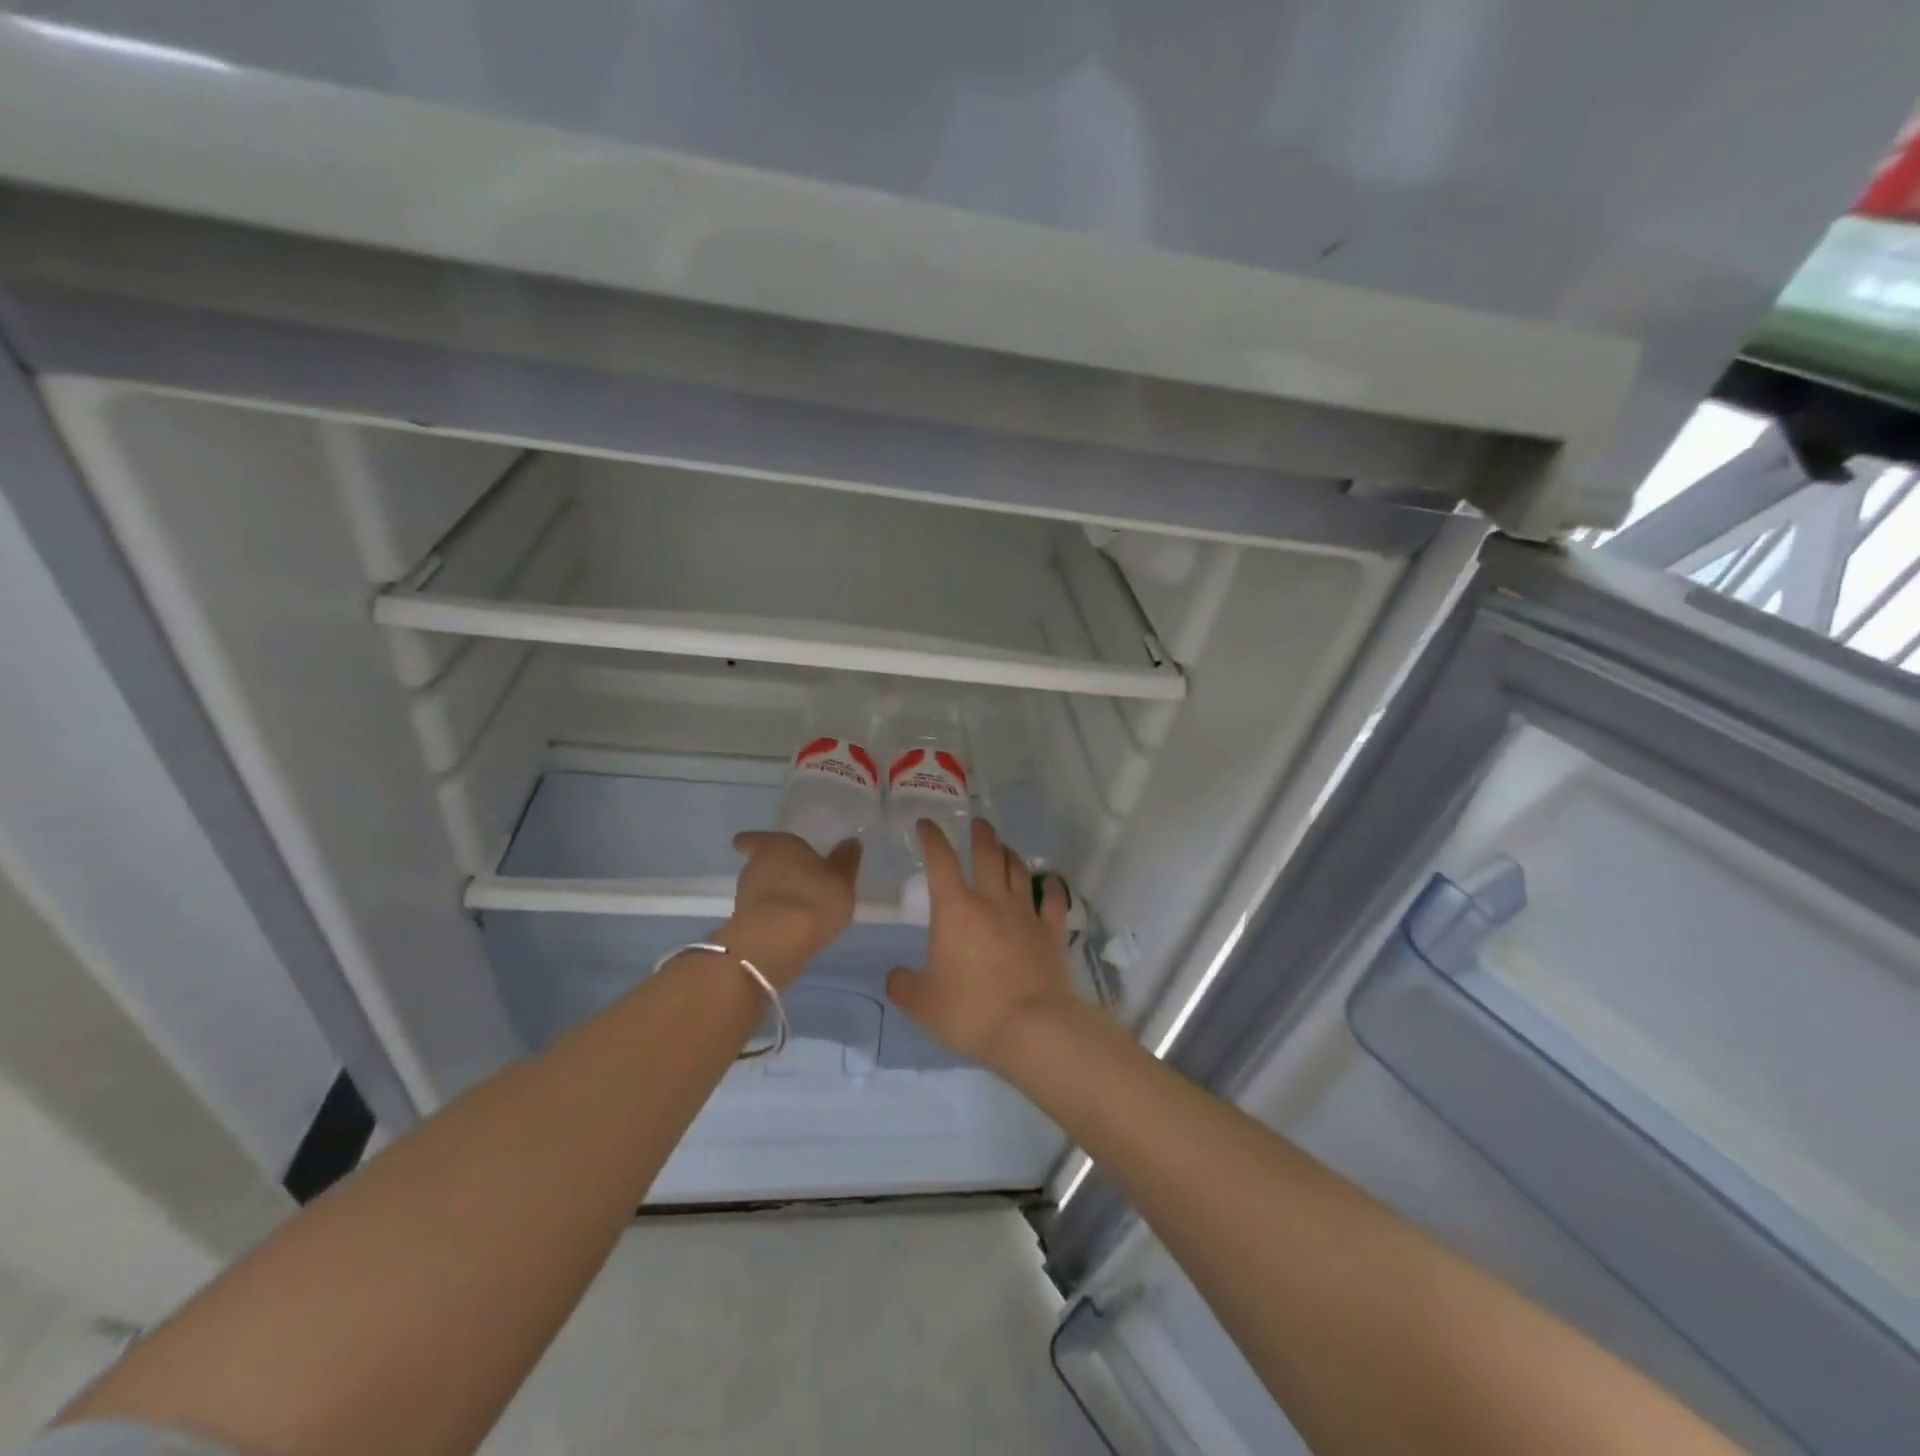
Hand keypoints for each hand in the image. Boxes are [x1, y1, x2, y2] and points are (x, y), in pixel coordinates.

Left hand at [726, 832, 860, 985]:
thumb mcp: (841, 879)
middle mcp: (754, 866)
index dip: (753, 842)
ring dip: (774, 896)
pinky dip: (773, 918)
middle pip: (759, 864)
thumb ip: (845, 860)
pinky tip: (791, 927)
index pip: (753, 839)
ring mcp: (745, 898)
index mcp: (776, 846)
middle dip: (774, 871)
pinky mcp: (743, 926)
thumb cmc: (812, 898)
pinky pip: (761, 915)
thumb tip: (850, 842)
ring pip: (759, 890)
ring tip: (798, 907)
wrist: (776, 943)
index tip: (751, 846)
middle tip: (796, 878)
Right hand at [886, 819, 1078, 1067]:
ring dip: (1010, 854)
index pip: (941, 861)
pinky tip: (1050, 881)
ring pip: (1019, 871)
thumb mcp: (922, 1004)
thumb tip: (896, 976)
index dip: (932, 838)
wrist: (1031, 1028)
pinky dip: (1052, 887)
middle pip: (988, 854)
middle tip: (978, 823)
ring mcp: (1026, 914)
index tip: (927, 824)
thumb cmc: (970, 1011)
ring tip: (1004, 848)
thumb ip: (903, 986)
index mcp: (955, 911)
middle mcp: (992, 901)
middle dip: (980, 834)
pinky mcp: (1052, 933)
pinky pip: (1054, 901)